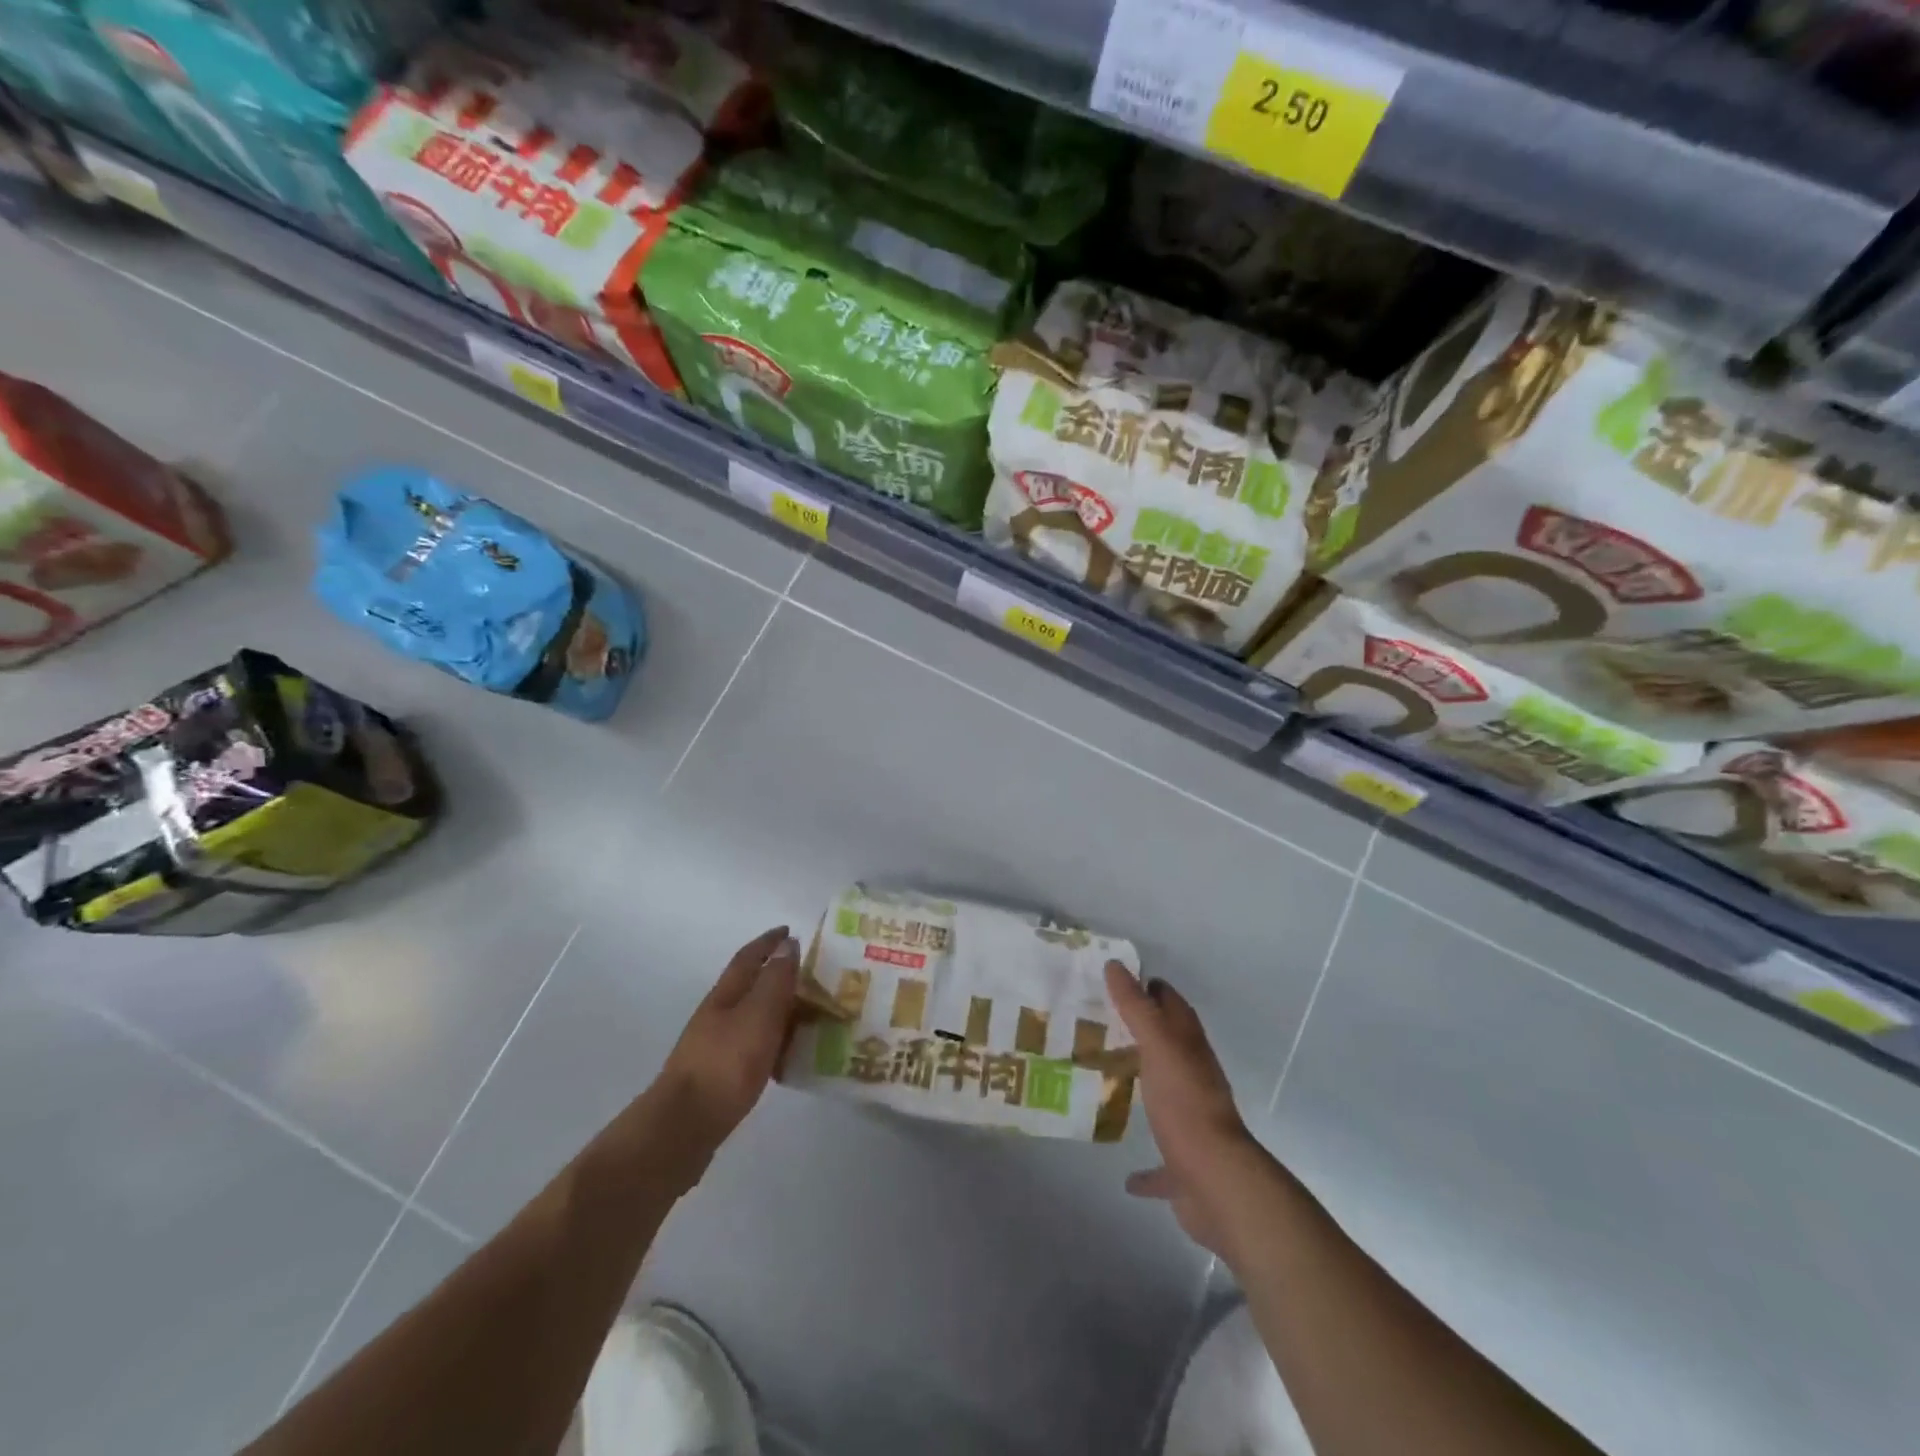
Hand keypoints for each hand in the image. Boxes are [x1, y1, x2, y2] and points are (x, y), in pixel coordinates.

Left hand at [655, 927, 800, 1154]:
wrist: (684, 1127)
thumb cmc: (726, 1063)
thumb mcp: (759, 1014)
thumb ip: (775, 980)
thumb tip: (787, 944)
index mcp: (726, 995)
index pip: (749, 957)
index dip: (769, 942)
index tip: (789, 931)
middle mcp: (717, 1015)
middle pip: (749, 986)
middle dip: (776, 975)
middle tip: (810, 975)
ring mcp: (715, 1047)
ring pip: (752, 1017)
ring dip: (776, 1010)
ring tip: (807, 1014)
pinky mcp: (719, 1077)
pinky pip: (752, 1046)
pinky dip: (772, 1041)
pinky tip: (786, 1055)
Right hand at [1106, 960, 1265, 1257]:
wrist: (1217, 1183)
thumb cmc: (1185, 1105)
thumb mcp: (1158, 1047)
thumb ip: (1137, 1008)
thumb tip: (1115, 965)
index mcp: (1189, 1049)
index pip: (1172, 1005)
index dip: (1149, 989)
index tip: (1116, 981)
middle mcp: (1194, 1080)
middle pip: (1168, 1048)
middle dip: (1140, 1036)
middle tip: (1100, 1026)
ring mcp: (1191, 1124)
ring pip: (1166, 1098)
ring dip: (1145, 1091)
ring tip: (1108, 1084)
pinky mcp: (1184, 1166)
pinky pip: (1162, 1166)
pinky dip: (1147, 1171)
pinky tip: (1127, 1177)